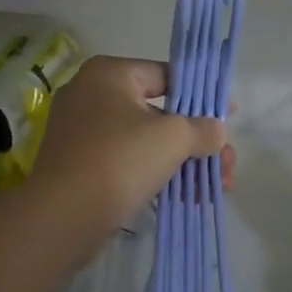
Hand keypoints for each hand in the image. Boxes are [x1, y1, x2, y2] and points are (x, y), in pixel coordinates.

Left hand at [29, 56, 229, 234]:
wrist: (62, 217)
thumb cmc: (119, 160)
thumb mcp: (172, 138)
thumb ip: (202, 129)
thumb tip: (217, 131)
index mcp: (109, 75)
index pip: (166, 75)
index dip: (201, 96)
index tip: (228, 114)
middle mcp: (92, 96)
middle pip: (160, 113)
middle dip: (198, 139)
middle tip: (227, 161)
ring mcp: (84, 133)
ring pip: (147, 142)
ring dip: (185, 162)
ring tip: (219, 185)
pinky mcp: (83, 167)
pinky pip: (130, 163)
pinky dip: (160, 175)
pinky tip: (191, 196)